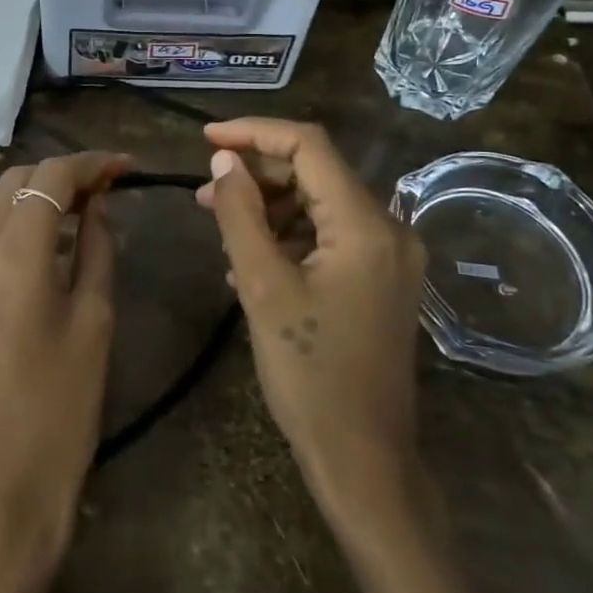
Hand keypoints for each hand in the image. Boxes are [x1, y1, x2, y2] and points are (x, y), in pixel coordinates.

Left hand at [0, 150, 130, 585]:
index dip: (90, 163)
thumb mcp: (94, 322)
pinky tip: (55, 246)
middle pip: (15, 181)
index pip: (48, 177)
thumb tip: (97, 208)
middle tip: (109, 188)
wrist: (0, 492)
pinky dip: (22, 227)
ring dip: (40, 197)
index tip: (127, 167)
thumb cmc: (62, 410)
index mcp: (11, 258)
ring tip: (89, 210)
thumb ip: (96, 251)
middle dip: (62, 173)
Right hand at [196, 119, 427, 532]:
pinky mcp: (379, 281)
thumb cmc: (310, 375)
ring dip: (268, 206)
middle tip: (204, 191)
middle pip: (315, 173)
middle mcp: (389, 229)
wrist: (363, 460)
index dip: (254, 133)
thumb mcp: (263, 287)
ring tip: (218, 222)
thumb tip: (224, 160)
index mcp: (366, 225)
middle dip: (257, 174)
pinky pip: (328, 238)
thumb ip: (240, 214)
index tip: (205, 138)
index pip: (309, 146)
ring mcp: (388, 257)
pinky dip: (287, 237)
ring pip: (319, 205)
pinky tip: (247, 258)